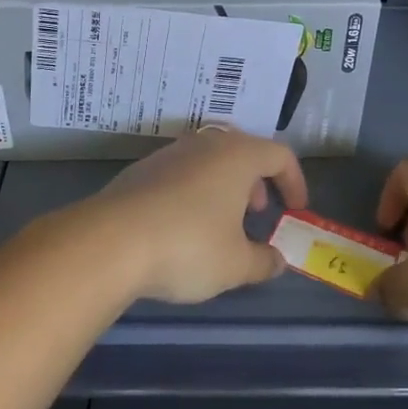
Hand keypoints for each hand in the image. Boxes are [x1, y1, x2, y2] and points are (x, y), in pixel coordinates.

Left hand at [71, 129, 304, 303]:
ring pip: (209, 159)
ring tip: (221, 222)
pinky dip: (194, 190)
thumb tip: (278, 261)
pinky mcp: (142, 169)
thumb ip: (263, 262)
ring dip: (224, 185)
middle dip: (256, 180)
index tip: (296, 209)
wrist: (110, 241)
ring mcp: (170, 153)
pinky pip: (181, 172)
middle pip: (243, 150)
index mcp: (237, 155)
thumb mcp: (235, 265)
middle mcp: (205, 143)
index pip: (280, 155)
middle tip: (258, 211)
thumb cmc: (188, 246)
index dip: (295, 181)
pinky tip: (183, 225)